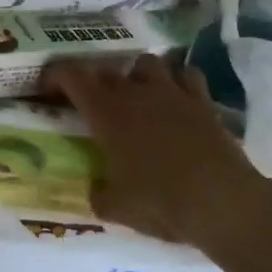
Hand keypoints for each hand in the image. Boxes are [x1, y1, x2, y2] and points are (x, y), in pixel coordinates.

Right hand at [47, 55, 271, 251]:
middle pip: (107, 70)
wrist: (223, 202)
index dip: (56, 75)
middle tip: (93, 103)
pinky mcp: (203, 100)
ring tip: (138, 95)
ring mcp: (172, 92)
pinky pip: (187, 74)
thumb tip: (96, 191)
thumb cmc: (161, 202)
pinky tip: (177, 98)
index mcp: (106, 113)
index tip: (48, 87)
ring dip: (137, 75)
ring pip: (147, 62)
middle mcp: (135, 93)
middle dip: (95, 82)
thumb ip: (99, 195)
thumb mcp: (117, 208)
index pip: (72, 76)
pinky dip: (178, 81)